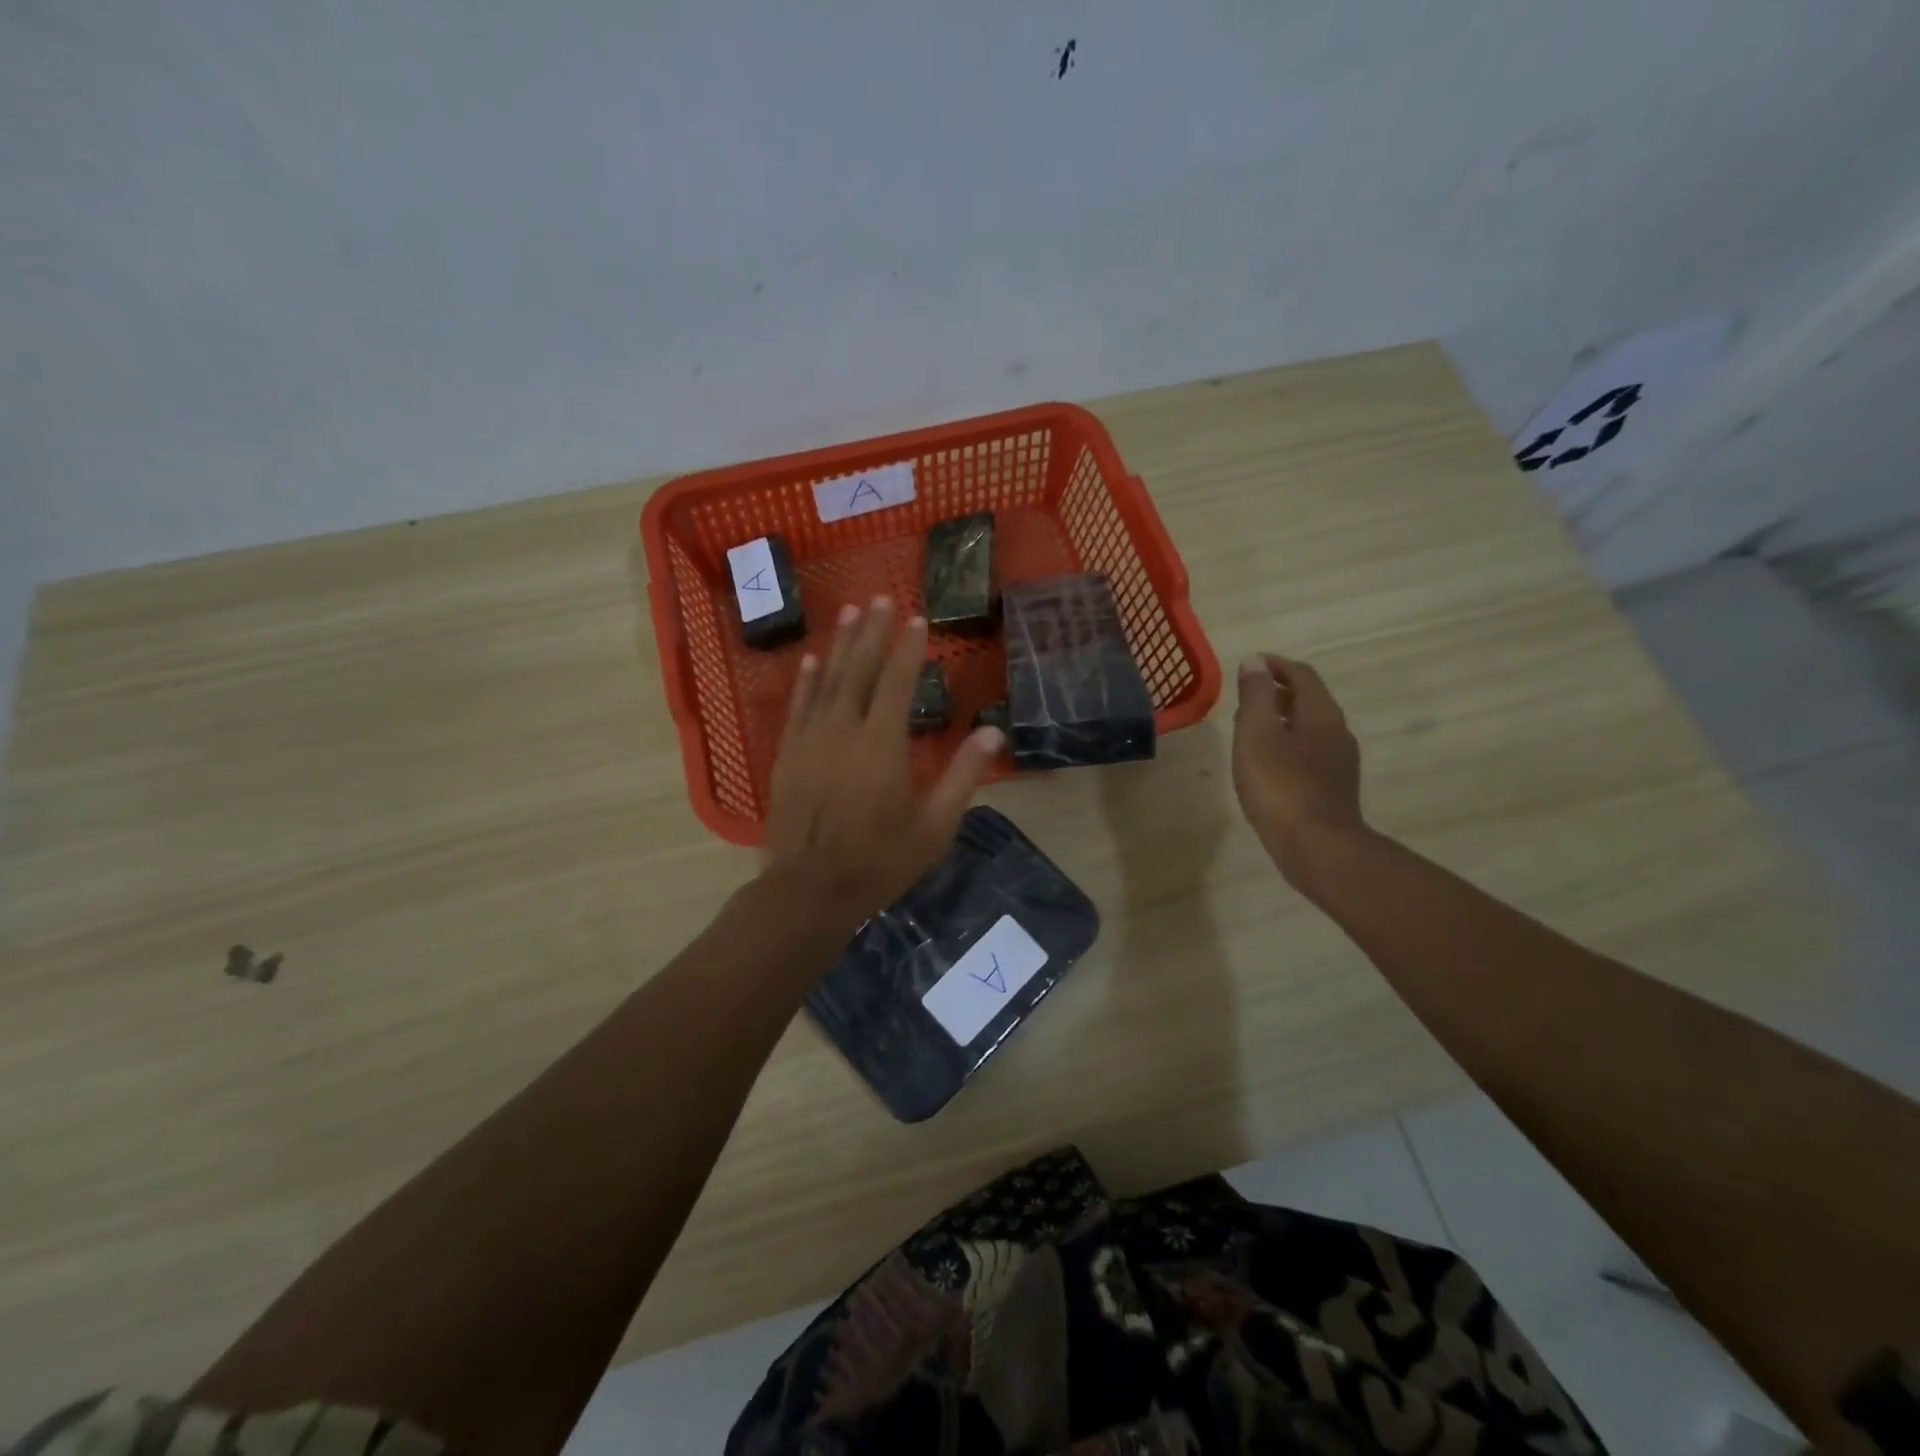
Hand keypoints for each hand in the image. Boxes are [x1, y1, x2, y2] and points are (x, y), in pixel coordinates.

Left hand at [763, 597, 1003, 924]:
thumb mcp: (935, 825)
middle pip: (861, 669)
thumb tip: (994, 731)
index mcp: (883, 742)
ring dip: (841, 644)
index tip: (917, 618)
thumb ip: (964, 774)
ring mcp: (811, 739)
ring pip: (828, 680)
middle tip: (881, 597)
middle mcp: (845, 728)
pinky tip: (812, 659)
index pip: (899, 681)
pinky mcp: (788, 754)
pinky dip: (807, 680)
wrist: (810, 888)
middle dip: (873, 631)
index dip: (909, 648)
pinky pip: (799, 706)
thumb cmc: (880, 859)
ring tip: (851, 611)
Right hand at [1231, 654, 1365, 884]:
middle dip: (1277, 692)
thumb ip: (1256, 695)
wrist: (1316, 847)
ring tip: (1249, 729)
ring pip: (1308, 728)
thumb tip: (1255, 663)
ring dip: (1281, 720)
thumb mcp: (1257, 733)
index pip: (1301, 674)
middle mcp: (1337, 732)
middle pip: (1308, 700)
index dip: (1274, 665)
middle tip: (1245, 696)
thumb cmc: (1280, 785)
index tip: (1249, 665)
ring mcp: (1339, 763)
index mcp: (1321, 714)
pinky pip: (1308, 753)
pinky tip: (1266, 764)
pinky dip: (1286, 745)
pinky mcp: (1332, 789)